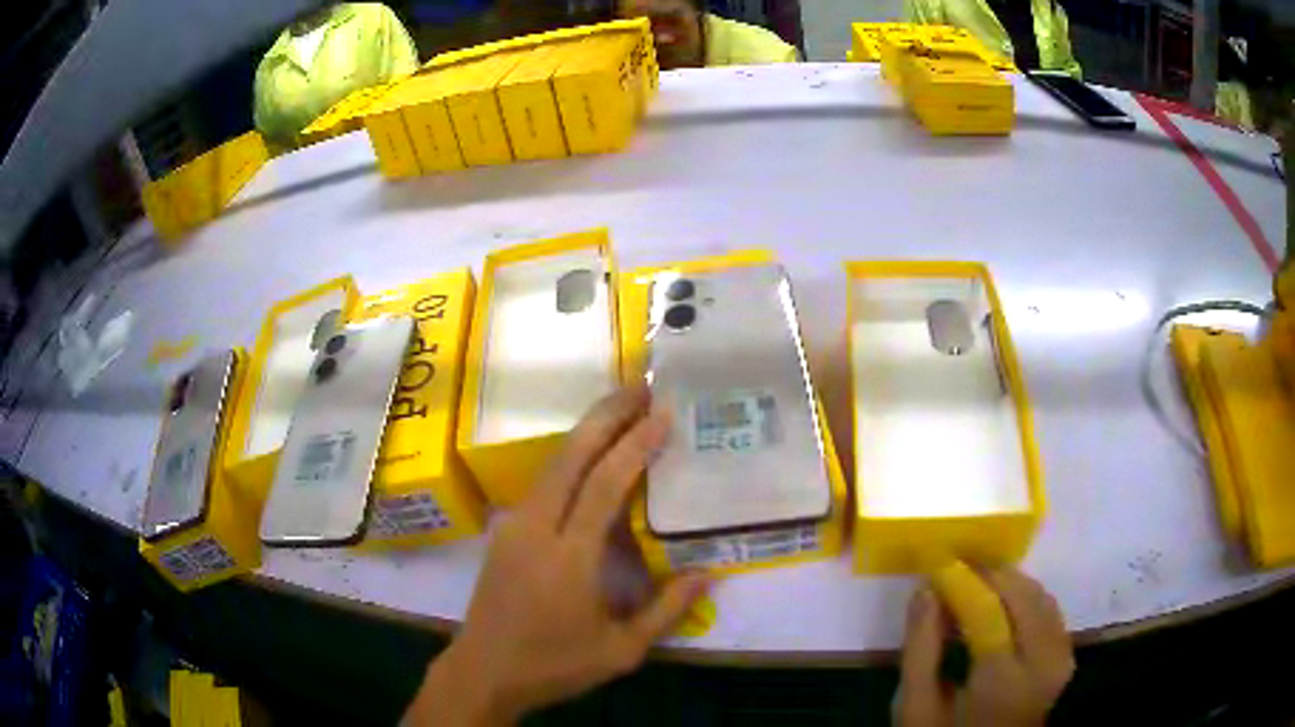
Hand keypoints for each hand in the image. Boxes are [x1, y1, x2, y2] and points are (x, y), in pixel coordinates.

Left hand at [405, 386, 709, 725]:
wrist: (484, 670)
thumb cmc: (554, 664)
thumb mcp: (621, 650)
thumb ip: (667, 611)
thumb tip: (709, 573)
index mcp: (569, 558)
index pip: (604, 486)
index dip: (635, 445)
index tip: (663, 414)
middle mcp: (537, 528)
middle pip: (570, 457)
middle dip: (605, 416)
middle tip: (639, 387)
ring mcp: (514, 526)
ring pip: (551, 464)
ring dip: (585, 432)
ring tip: (619, 410)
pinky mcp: (503, 532)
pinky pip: (541, 482)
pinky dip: (569, 459)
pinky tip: (588, 456)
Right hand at [899, 569, 1074, 726]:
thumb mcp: (916, 708)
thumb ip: (920, 651)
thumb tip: (926, 592)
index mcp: (1001, 684)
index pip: (988, 613)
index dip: (964, 583)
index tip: (938, 564)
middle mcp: (1041, 666)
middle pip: (1024, 599)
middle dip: (991, 576)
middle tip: (958, 567)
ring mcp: (1059, 662)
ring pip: (1042, 599)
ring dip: (1011, 584)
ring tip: (977, 582)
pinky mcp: (1064, 660)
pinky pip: (1051, 612)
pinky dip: (1028, 598)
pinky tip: (1004, 601)